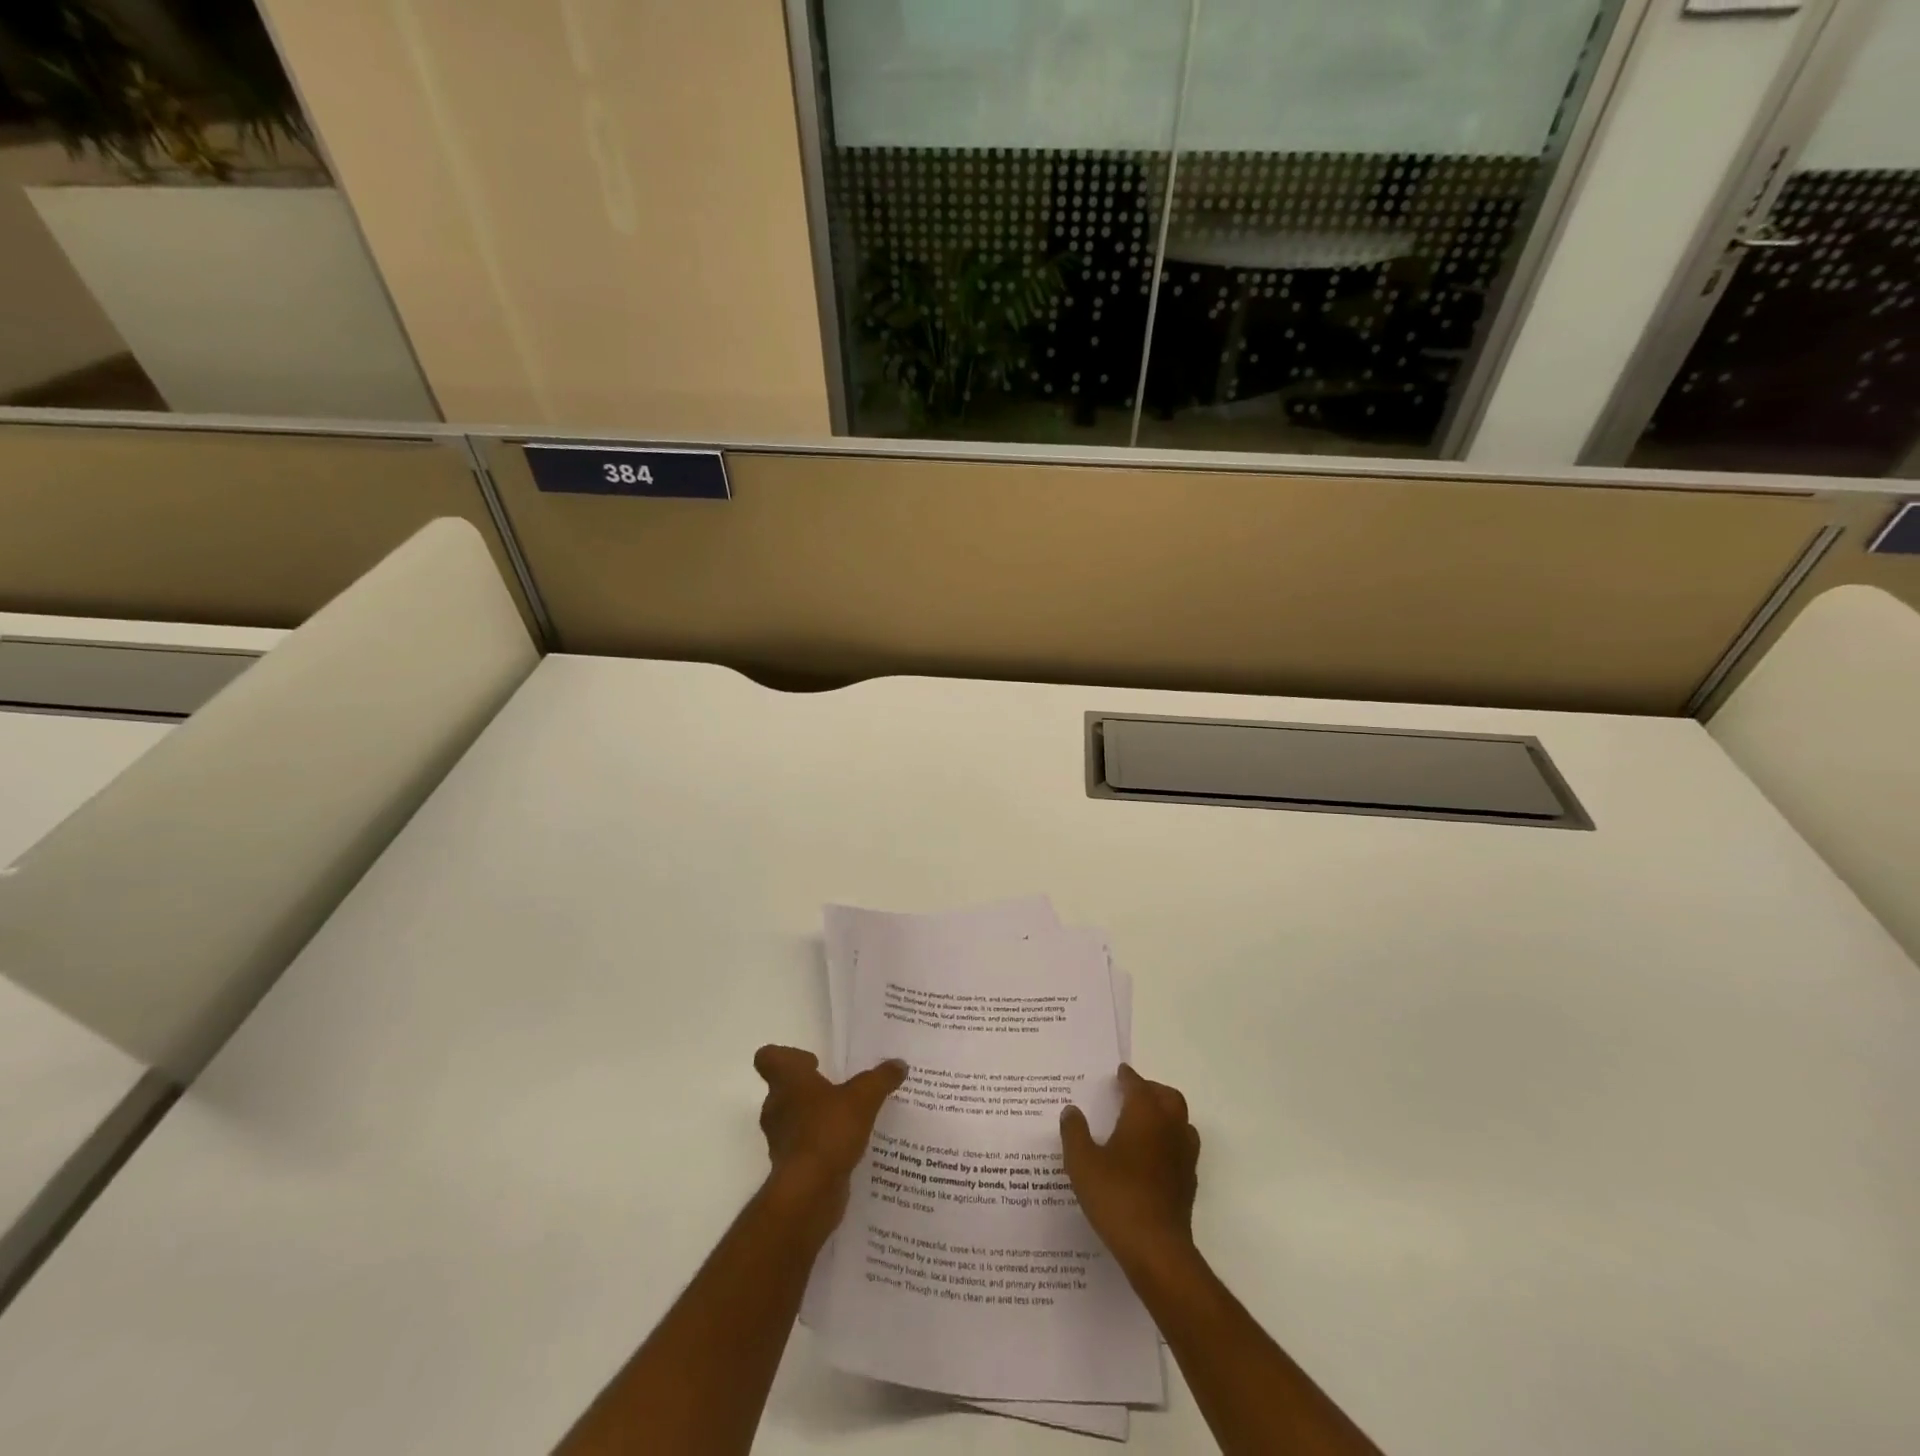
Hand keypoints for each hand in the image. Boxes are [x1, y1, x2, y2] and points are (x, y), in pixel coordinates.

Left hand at [753, 1045, 905, 1235]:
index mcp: (788, 1081)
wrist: (809, 1193)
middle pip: (785, 1089)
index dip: (788, 1056)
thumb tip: (899, 1064)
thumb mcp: (864, 1097)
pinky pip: (804, 1148)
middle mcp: (777, 1107)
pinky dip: (821, 1146)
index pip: (769, 1057)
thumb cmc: (828, 1131)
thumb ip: (881, 1078)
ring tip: (848, 1120)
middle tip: (839, 1090)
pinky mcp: (790, 1167)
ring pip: (794, 1119)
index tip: (814, 1063)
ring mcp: (781, 1139)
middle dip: (810, 1089)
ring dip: (816, 1118)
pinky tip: (847, 1148)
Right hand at [1061, 1064, 1199, 1271]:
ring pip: (1181, 1122)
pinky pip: (1182, 1148)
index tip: (1119, 1073)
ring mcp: (1184, 1156)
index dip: (1128, 1077)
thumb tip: (1072, 1111)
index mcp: (1145, 1115)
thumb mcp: (1082, 1162)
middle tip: (1133, 1093)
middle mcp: (1169, 1128)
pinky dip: (1169, 1142)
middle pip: (1169, 1097)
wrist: (1156, 1249)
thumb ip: (1075, 1132)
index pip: (1138, 1085)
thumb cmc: (1116, 1196)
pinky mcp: (1188, 1183)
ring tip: (1144, 1123)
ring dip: (1166, 1115)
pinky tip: (1152, 1157)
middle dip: (1152, 1090)